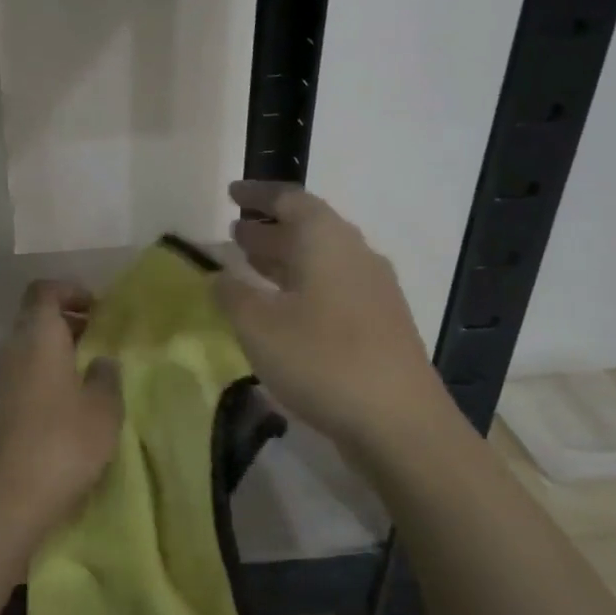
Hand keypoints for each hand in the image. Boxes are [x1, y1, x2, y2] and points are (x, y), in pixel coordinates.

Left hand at [0, 280, 122, 550]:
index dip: (70, 290)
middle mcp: (13, 349)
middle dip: (69, 320)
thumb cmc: (65, 442)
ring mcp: (1, 379)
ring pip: (30, 346)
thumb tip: (101, 360)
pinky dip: (48, 372)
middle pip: (36, 317)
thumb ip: (107, 375)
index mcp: (38, 337)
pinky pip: (25, 372)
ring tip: (93, 370)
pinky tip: (73, 400)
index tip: (98, 309)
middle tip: (102, 338)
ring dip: (59, 348)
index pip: (44, 291)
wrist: (12, 497)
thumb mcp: (104, 407)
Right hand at [216, 180, 451, 457]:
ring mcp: (373, 290)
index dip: (258, 195)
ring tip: (249, 266)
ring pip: (320, 260)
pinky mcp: (380, 322)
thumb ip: (232, 294)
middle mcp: (355, 254)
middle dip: (268, 230)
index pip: (290, 200)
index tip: (232, 193)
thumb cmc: (321, 360)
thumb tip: (217, 274)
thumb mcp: (259, 326)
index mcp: (327, 240)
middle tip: (234, 233)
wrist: (398, 421)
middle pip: (308, 228)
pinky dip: (301, 286)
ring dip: (284, 259)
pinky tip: (282, 310)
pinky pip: (332, 287)